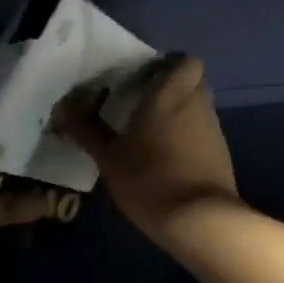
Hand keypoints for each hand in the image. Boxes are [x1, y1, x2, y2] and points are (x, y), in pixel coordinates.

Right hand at [54, 55, 239, 243]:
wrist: (199, 221)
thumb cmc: (149, 178)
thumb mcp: (108, 156)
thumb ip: (86, 128)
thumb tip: (62, 106)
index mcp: (171, 95)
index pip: (185, 61)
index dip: (169, 65)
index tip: (144, 79)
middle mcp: (197, 105)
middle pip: (191, 84)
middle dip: (171, 90)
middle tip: (141, 106)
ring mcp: (214, 131)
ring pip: (198, 109)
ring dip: (179, 116)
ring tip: (149, 137)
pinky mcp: (221, 155)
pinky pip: (202, 135)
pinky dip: (187, 140)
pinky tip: (166, 161)